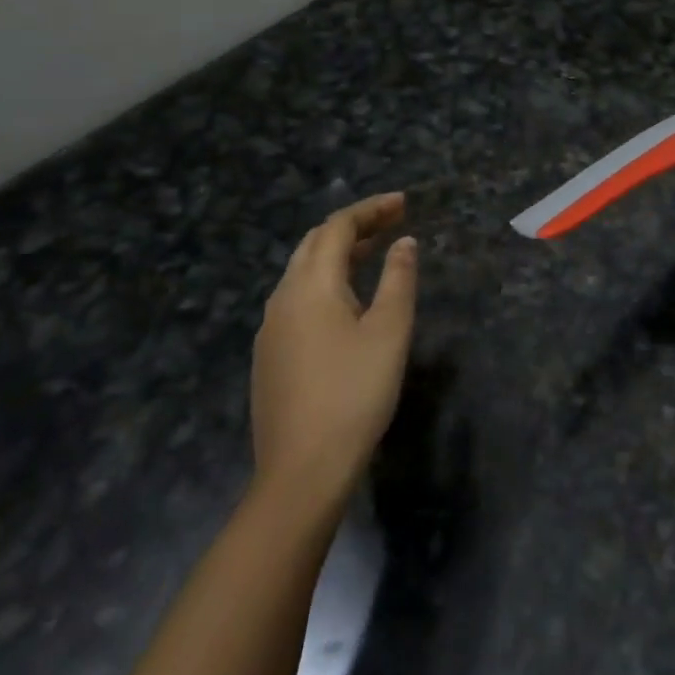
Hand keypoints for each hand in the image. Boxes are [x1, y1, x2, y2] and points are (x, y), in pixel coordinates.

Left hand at [250, 192, 417, 509]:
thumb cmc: (355, 393)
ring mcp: (271, 329)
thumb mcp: (390, 331)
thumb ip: (398, 278)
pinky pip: (297, 298)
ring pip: (302, 271)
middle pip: (315, 243)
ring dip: (338, 252)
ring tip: (374, 251)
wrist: (302, 471)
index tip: (404, 203)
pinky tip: (347, 301)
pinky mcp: (270, 355)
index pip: (338, 227)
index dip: (371, 209)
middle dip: (353, 225)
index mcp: (311, 285)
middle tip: (392, 220)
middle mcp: (283, 298)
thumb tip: (404, 242)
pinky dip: (326, 280)